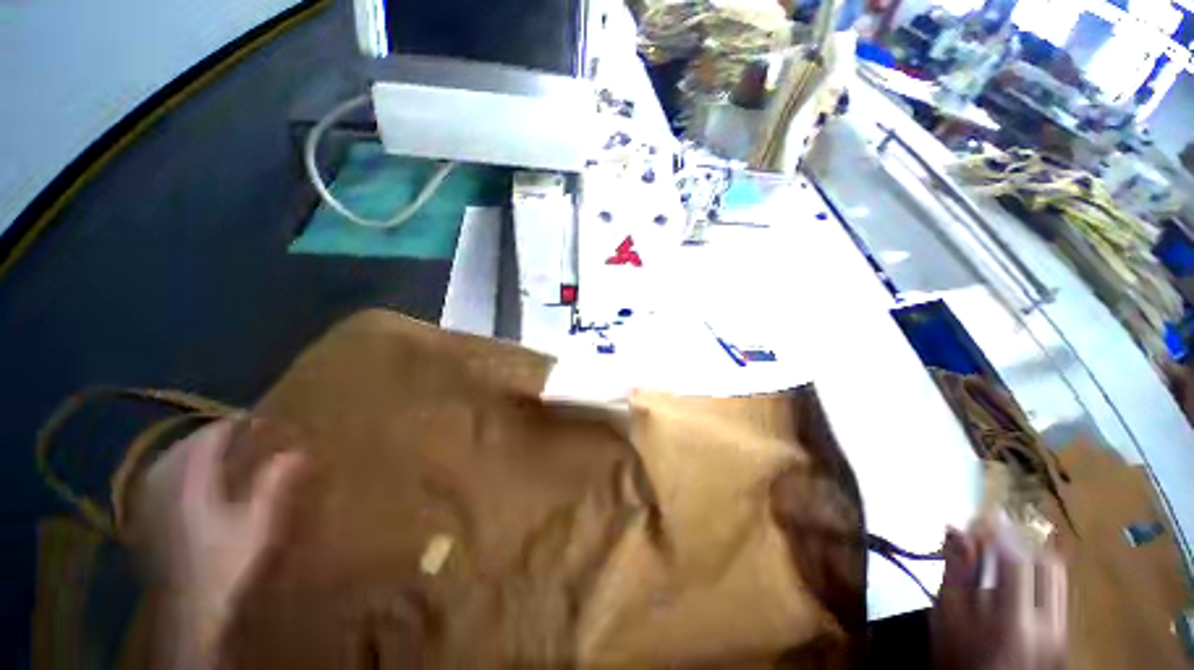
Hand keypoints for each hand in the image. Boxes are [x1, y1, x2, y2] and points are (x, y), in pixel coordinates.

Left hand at [135, 417, 304, 669]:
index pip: (208, 439)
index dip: (233, 425)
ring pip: (166, 460)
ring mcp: (150, 503)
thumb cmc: (227, 564)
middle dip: (212, 434)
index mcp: (191, 484)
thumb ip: (273, 485)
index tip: (257, 419)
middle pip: (184, 445)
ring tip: (216, 449)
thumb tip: (296, 452)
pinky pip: (156, 478)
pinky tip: (186, 475)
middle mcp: (164, 487)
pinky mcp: (146, 518)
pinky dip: (175, 467)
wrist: (191, 610)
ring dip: (192, 448)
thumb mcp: (258, 524)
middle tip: (240, 432)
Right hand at [931, 515, 1066, 669]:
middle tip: (995, 534)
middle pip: (1049, 564)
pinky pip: (1060, 592)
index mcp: (1015, 620)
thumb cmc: (958, 655)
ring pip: (1059, 576)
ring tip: (1007, 554)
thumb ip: (954, 572)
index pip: (1017, 561)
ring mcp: (1063, 631)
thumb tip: (955, 529)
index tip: (985, 514)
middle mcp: (1049, 623)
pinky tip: (1020, 579)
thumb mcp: (946, 617)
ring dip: (1033, 556)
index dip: (1001, 531)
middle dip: (1022, 542)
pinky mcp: (1067, 635)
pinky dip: (1040, 576)